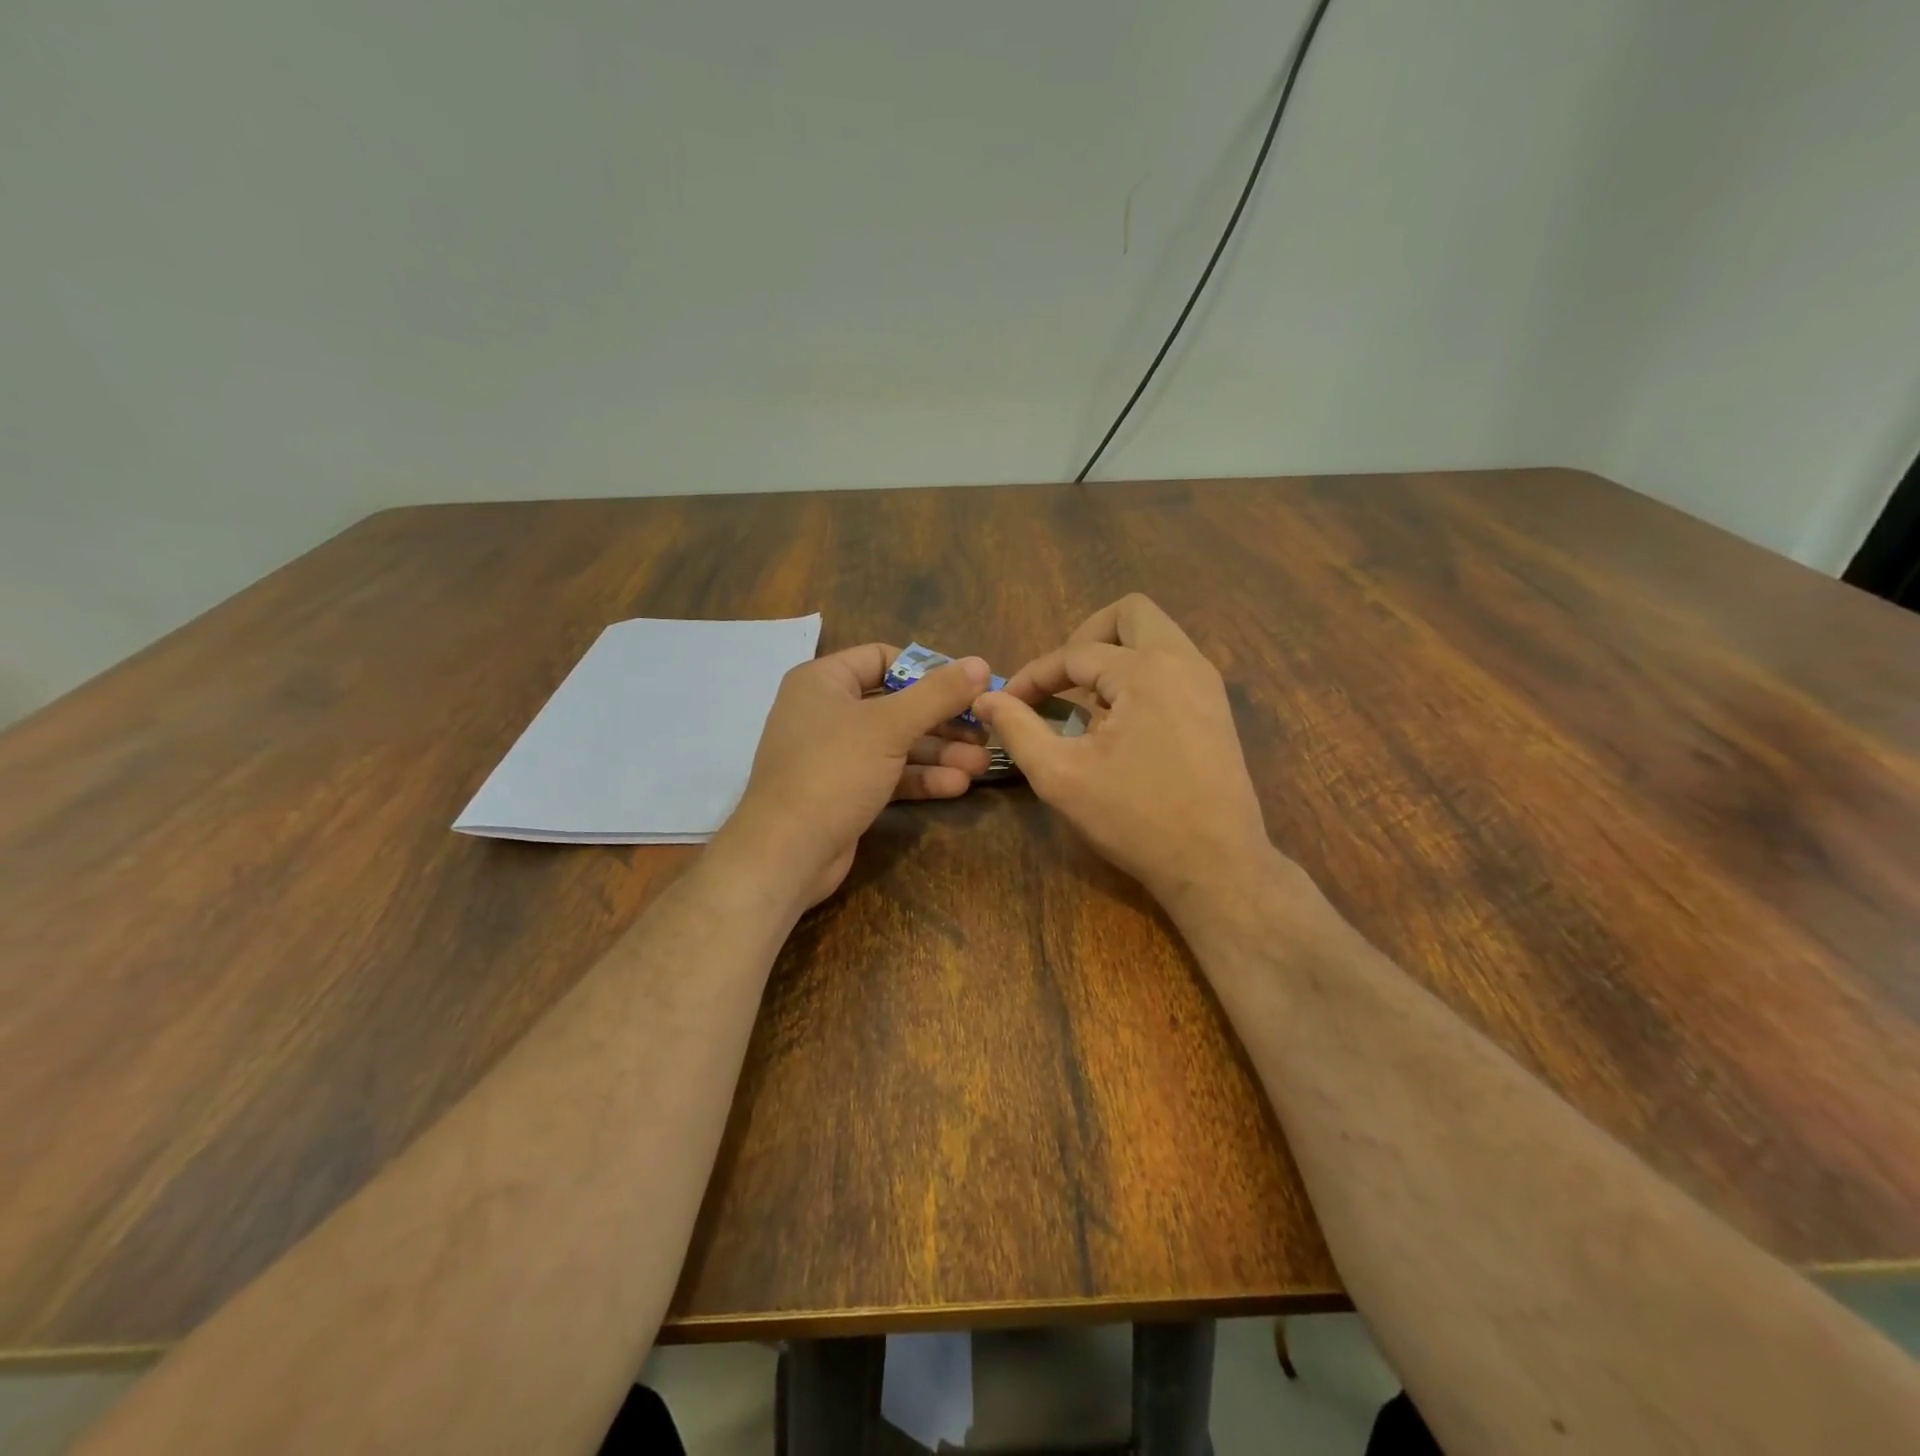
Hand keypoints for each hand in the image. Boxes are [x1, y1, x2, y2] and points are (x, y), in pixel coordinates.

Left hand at [718, 644, 991, 908]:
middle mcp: (827, 712)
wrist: (787, 853)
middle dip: (942, 719)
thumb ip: (937, 694)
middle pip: (897, 703)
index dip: (927, 670)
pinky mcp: (846, 790)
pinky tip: (957, 785)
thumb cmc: (833, 772)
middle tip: (985, 730)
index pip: (882, 658)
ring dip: (940, 752)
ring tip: (982, 764)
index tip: (967, 686)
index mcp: (824, 681)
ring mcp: (836, 754)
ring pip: (897, 743)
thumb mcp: (889, 726)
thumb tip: (981, 663)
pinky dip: (921, 777)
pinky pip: (890, 774)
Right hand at [973, 594, 1275, 918]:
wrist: (1216, 865)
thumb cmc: (1134, 819)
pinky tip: (1119, 723)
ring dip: (1114, 656)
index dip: (1033, 676)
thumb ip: (1018, 729)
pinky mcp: (1216, 708)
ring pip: (1156, 636)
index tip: (1006, 702)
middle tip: (1060, 679)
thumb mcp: (1060, 775)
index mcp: (1147, 671)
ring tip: (1085, 702)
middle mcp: (1184, 661)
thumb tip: (985, 699)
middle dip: (1085, 637)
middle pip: (1130, 613)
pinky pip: (1172, 665)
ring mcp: (1207, 684)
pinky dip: (1139, 676)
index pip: (1075, 653)